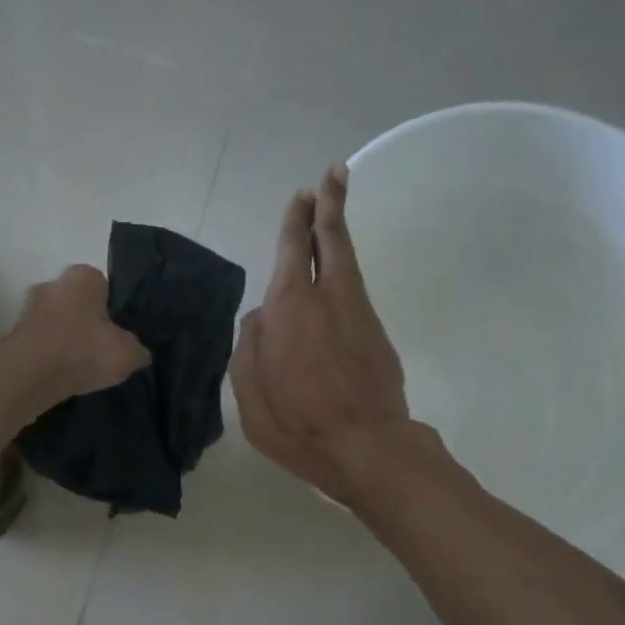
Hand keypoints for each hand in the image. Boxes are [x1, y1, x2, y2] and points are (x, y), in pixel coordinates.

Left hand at [7, 265, 150, 405]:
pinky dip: (49, 357)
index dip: (113, 310)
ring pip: (56, 324)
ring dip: (66, 341)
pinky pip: (41, 344)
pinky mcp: (13, 336)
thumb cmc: (83, 351)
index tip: (118, 333)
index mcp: (83, 276)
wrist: (28, 376)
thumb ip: (137, 349)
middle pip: (76, 303)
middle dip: (86, 323)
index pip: (104, 286)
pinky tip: (61, 376)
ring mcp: (27, 309)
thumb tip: (139, 353)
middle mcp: (52, 284)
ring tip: (81, 368)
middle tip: (101, 350)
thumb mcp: (128, 353)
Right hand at [230, 164, 437, 504]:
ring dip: (339, 230)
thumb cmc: (297, 424)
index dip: (297, 220)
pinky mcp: (376, 332)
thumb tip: (260, 317)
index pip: (293, 248)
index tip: (303, 194)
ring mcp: (357, 313)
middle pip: (330, 239)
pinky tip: (335, 273)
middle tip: (331, 175)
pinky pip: (355, 289)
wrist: (367, 448)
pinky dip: (344, 268)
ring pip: (348, 260)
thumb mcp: (249, 393)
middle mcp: (327, 298)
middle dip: (327, 205)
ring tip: (332, 207)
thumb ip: (249, 346)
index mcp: (289, 307)